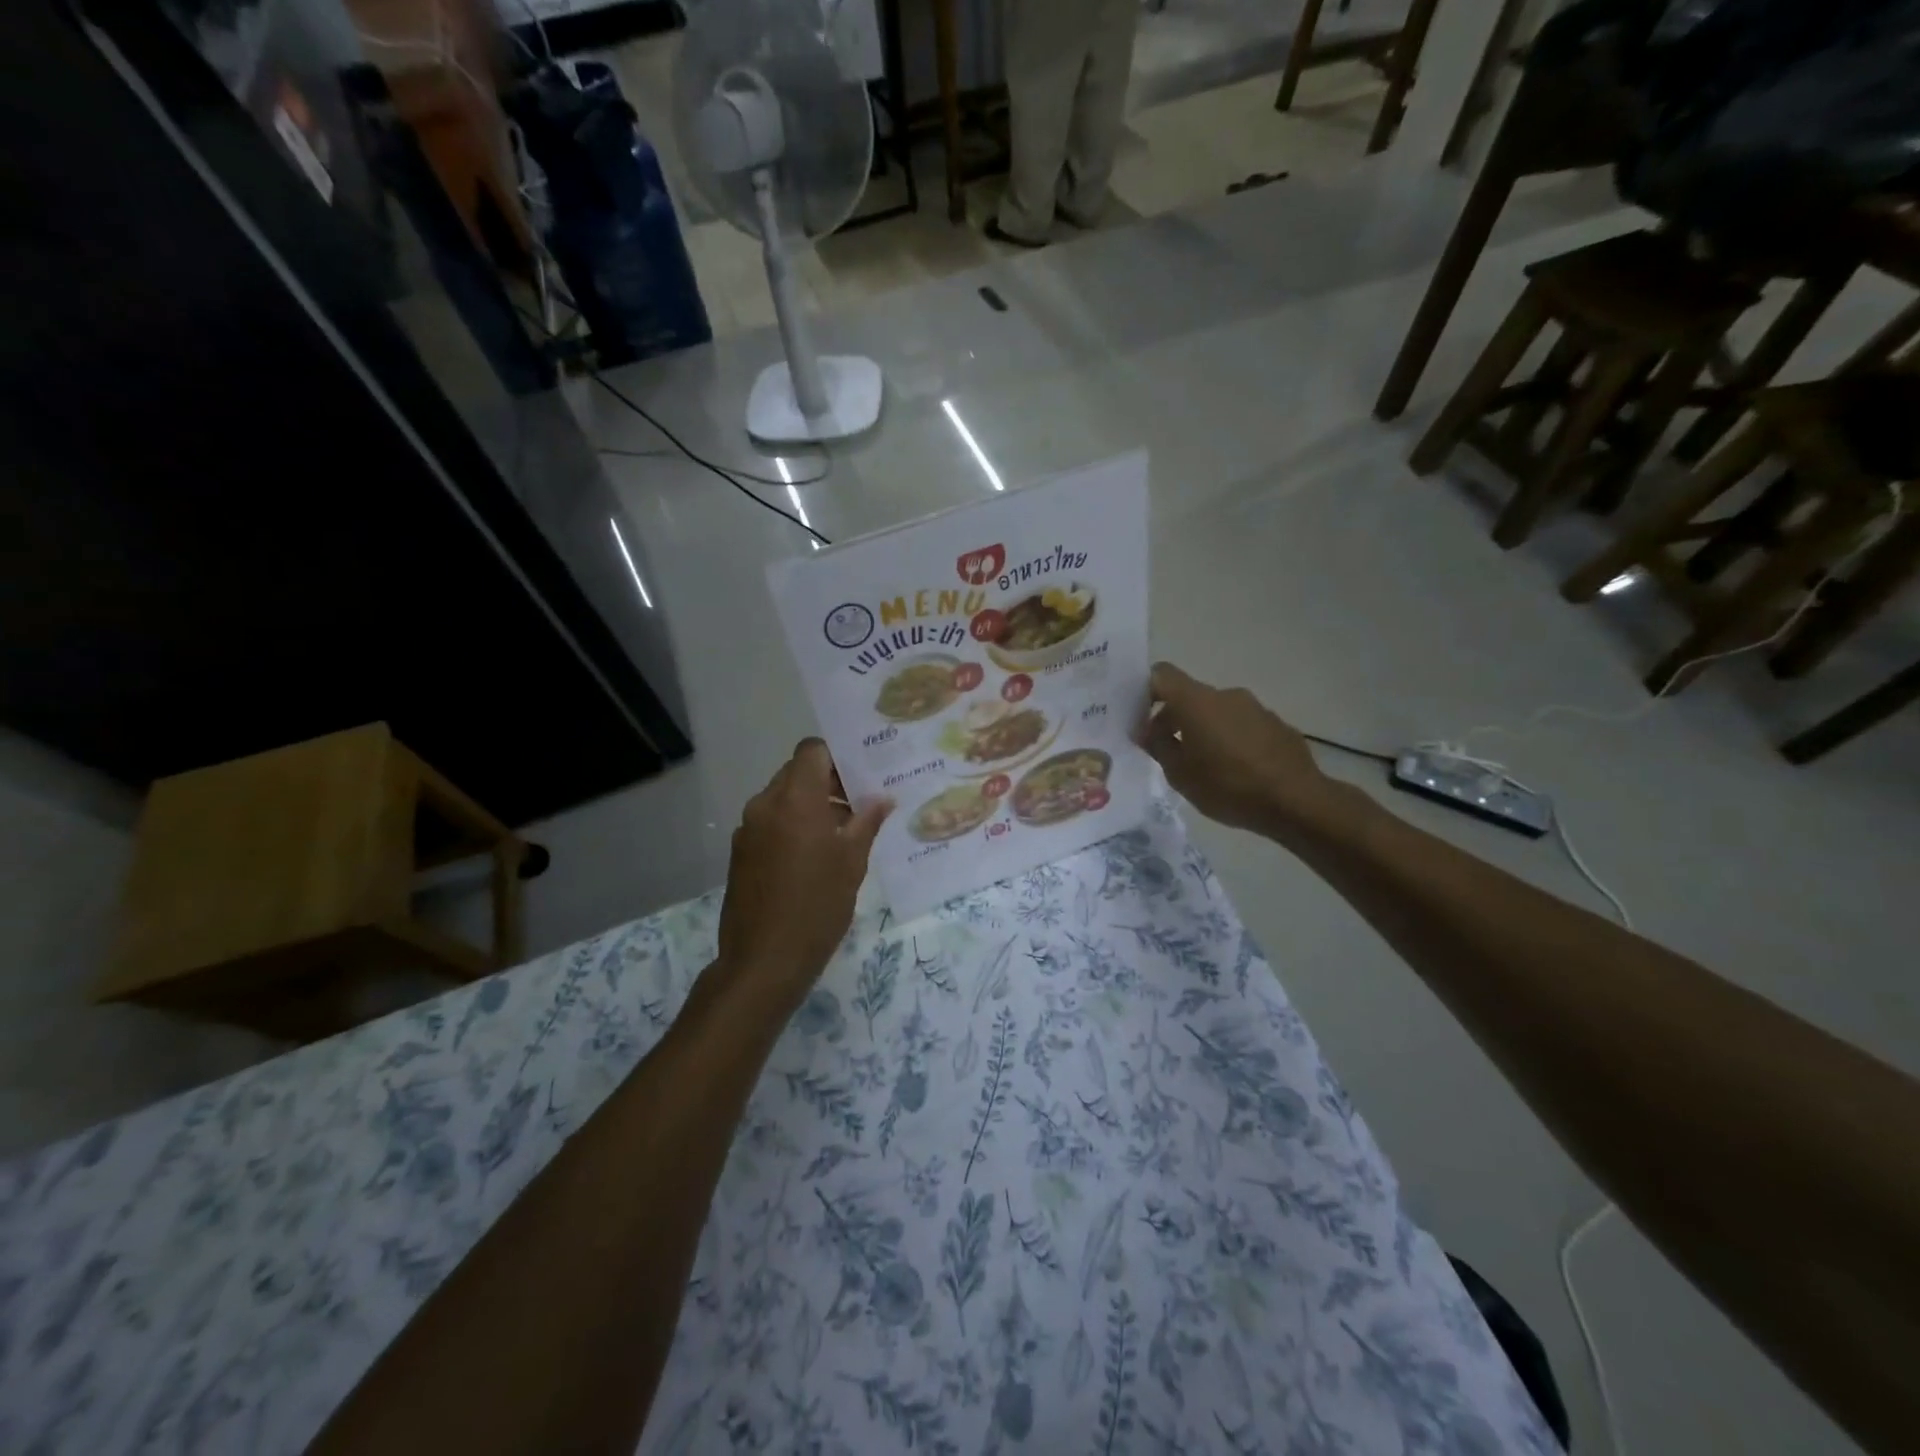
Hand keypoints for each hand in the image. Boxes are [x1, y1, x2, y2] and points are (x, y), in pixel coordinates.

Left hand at [716, 739, 890, 1006]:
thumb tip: (882, 798)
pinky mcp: (740, 852)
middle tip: (859, 804)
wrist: (764, 960)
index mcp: (795, 800)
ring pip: (783, 798)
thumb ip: (867, 822)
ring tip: (841, 833)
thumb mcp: (852, 862)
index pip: (812, 750)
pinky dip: (792, 825)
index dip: (837, 756)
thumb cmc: (817, 906)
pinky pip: (770, 822)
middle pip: (796, 772)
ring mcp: (748, 828)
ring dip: (810, 804)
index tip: (861, 775)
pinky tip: (814, 856)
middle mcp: (765, 805)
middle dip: (827, 782)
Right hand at [1141, 663, 1340, 838]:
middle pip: (1189, 696)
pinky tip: (1233, 770)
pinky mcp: (1276, 724)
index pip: (1162, 674)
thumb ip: (1158, 746)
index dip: (1145, 691)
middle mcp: (1226, 695)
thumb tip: (1147, 730)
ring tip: (1202, 765)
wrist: (1296, 801)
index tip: (1139, 719)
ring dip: (1203, 730)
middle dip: (1172, 719)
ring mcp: (1255, 707)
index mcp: (1196, 702)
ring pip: (1216, 711)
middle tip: (1166, 752)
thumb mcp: (1179, 774)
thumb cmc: (1228, 786)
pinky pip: (1241, 724)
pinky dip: (1229, 739)